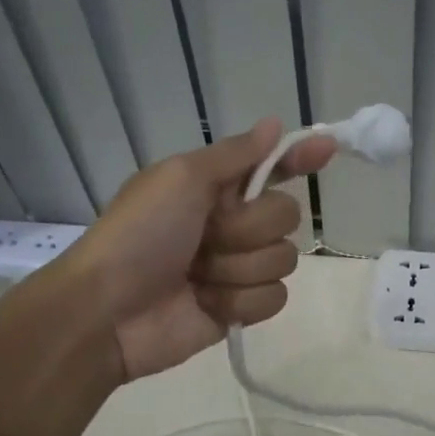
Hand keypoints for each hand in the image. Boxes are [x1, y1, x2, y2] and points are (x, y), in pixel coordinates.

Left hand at [65, 119, 336, 381]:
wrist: (108, 311)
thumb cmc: (139, 235)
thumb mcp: (181, 178)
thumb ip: (234, 154)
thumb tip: (273, 123)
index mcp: (216, 188)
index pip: (271, 168)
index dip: (299, 158)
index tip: (327, 148)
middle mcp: (232, 225)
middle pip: (286, 217)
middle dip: (248, 229)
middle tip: (206, 237)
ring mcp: (238, 268)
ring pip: (283, 260)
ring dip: (238, 268)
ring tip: (198, 276)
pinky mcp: (240, 309)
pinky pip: (274, 298)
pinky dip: (239, 301)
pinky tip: (206, 303)